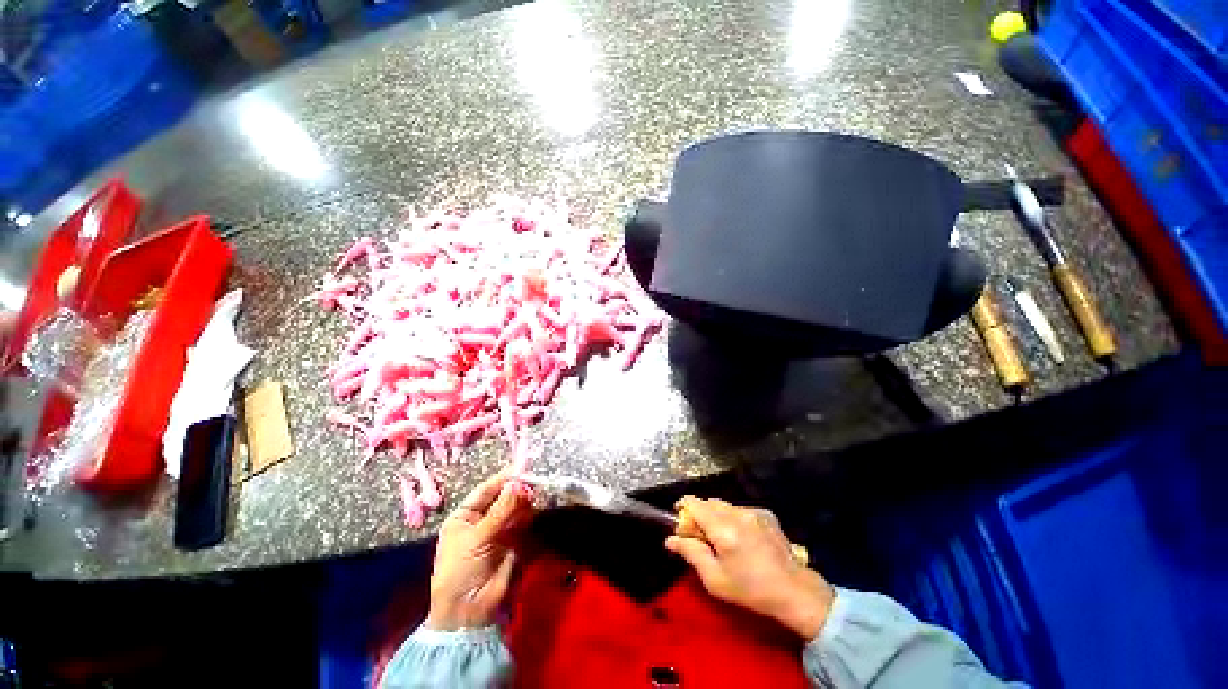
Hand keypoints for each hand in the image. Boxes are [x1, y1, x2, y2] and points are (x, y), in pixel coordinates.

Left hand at [425, 470, 534, 630]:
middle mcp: (482, 520)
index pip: (484, 491)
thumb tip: (518, 484)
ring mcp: (498, 531)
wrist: (469, 611)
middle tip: (532, 481)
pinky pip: (522, 523)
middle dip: (515, 489)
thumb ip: (500, 510)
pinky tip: (535, 507)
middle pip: (501, 498)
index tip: (520, 467)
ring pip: (514, 509)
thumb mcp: (477, 538)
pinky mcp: (513, 542)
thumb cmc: (461, 570)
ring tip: (535, 493)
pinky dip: (529, 514)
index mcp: (464, 517)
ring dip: (524, 500)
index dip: (501, 479)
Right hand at [665, 497, 835, 639]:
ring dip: (717, 516)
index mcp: (723, 529)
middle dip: (700, 514)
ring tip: (724, 539)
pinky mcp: (765, 513)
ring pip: (724, 505)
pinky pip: (740, 509)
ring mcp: (753, 511)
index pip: (694, 503)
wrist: (794, 591)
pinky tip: (743, 538)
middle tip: (702, 536)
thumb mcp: (715, 579)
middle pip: (709, 502)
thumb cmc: (750, 590)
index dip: (683, 507)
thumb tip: (670, 539)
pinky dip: (734, 518)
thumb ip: (691, 554)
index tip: (680, 520)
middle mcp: (737, 513)